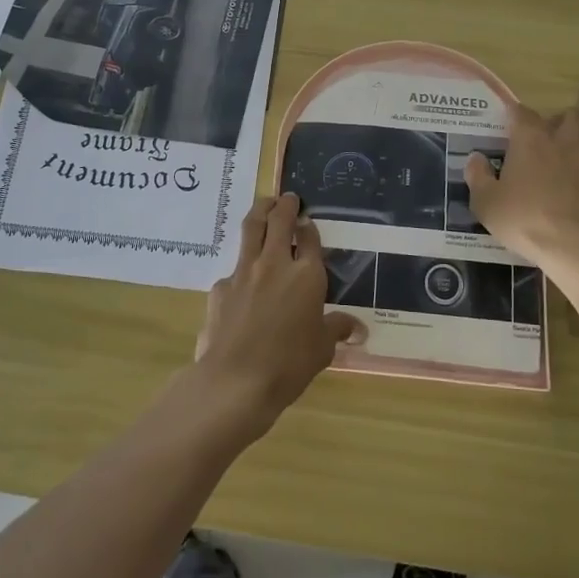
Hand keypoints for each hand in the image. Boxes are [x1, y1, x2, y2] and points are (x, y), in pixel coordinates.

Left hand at [195, 194, 364, 436]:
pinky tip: (242, 282)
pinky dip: (241, 267)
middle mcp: (275, 263)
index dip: (309, 227)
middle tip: (288, 198)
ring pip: (251, 229)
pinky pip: (233, 269)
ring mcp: (244, 271)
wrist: (236, 379)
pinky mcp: (220, 287)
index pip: (310, 239)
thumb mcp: (322, 349)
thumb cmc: (289, 364)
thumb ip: (337, 330)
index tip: (308, 221)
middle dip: (284, 205)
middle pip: (278, 221)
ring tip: (264, 205)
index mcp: (307, 275)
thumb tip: (358, 328)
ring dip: (259, 212)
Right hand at [464, 105, 578, 276]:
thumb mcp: (487, 203)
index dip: (514, 117)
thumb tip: (475, 159)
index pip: (522, 112)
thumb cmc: (527, 220)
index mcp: (533, 138)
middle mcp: (568, 139)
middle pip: (569, 116)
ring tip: (567, 174)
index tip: (507, 129)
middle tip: (546, 146)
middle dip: (559, 124)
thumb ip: (478, 176)